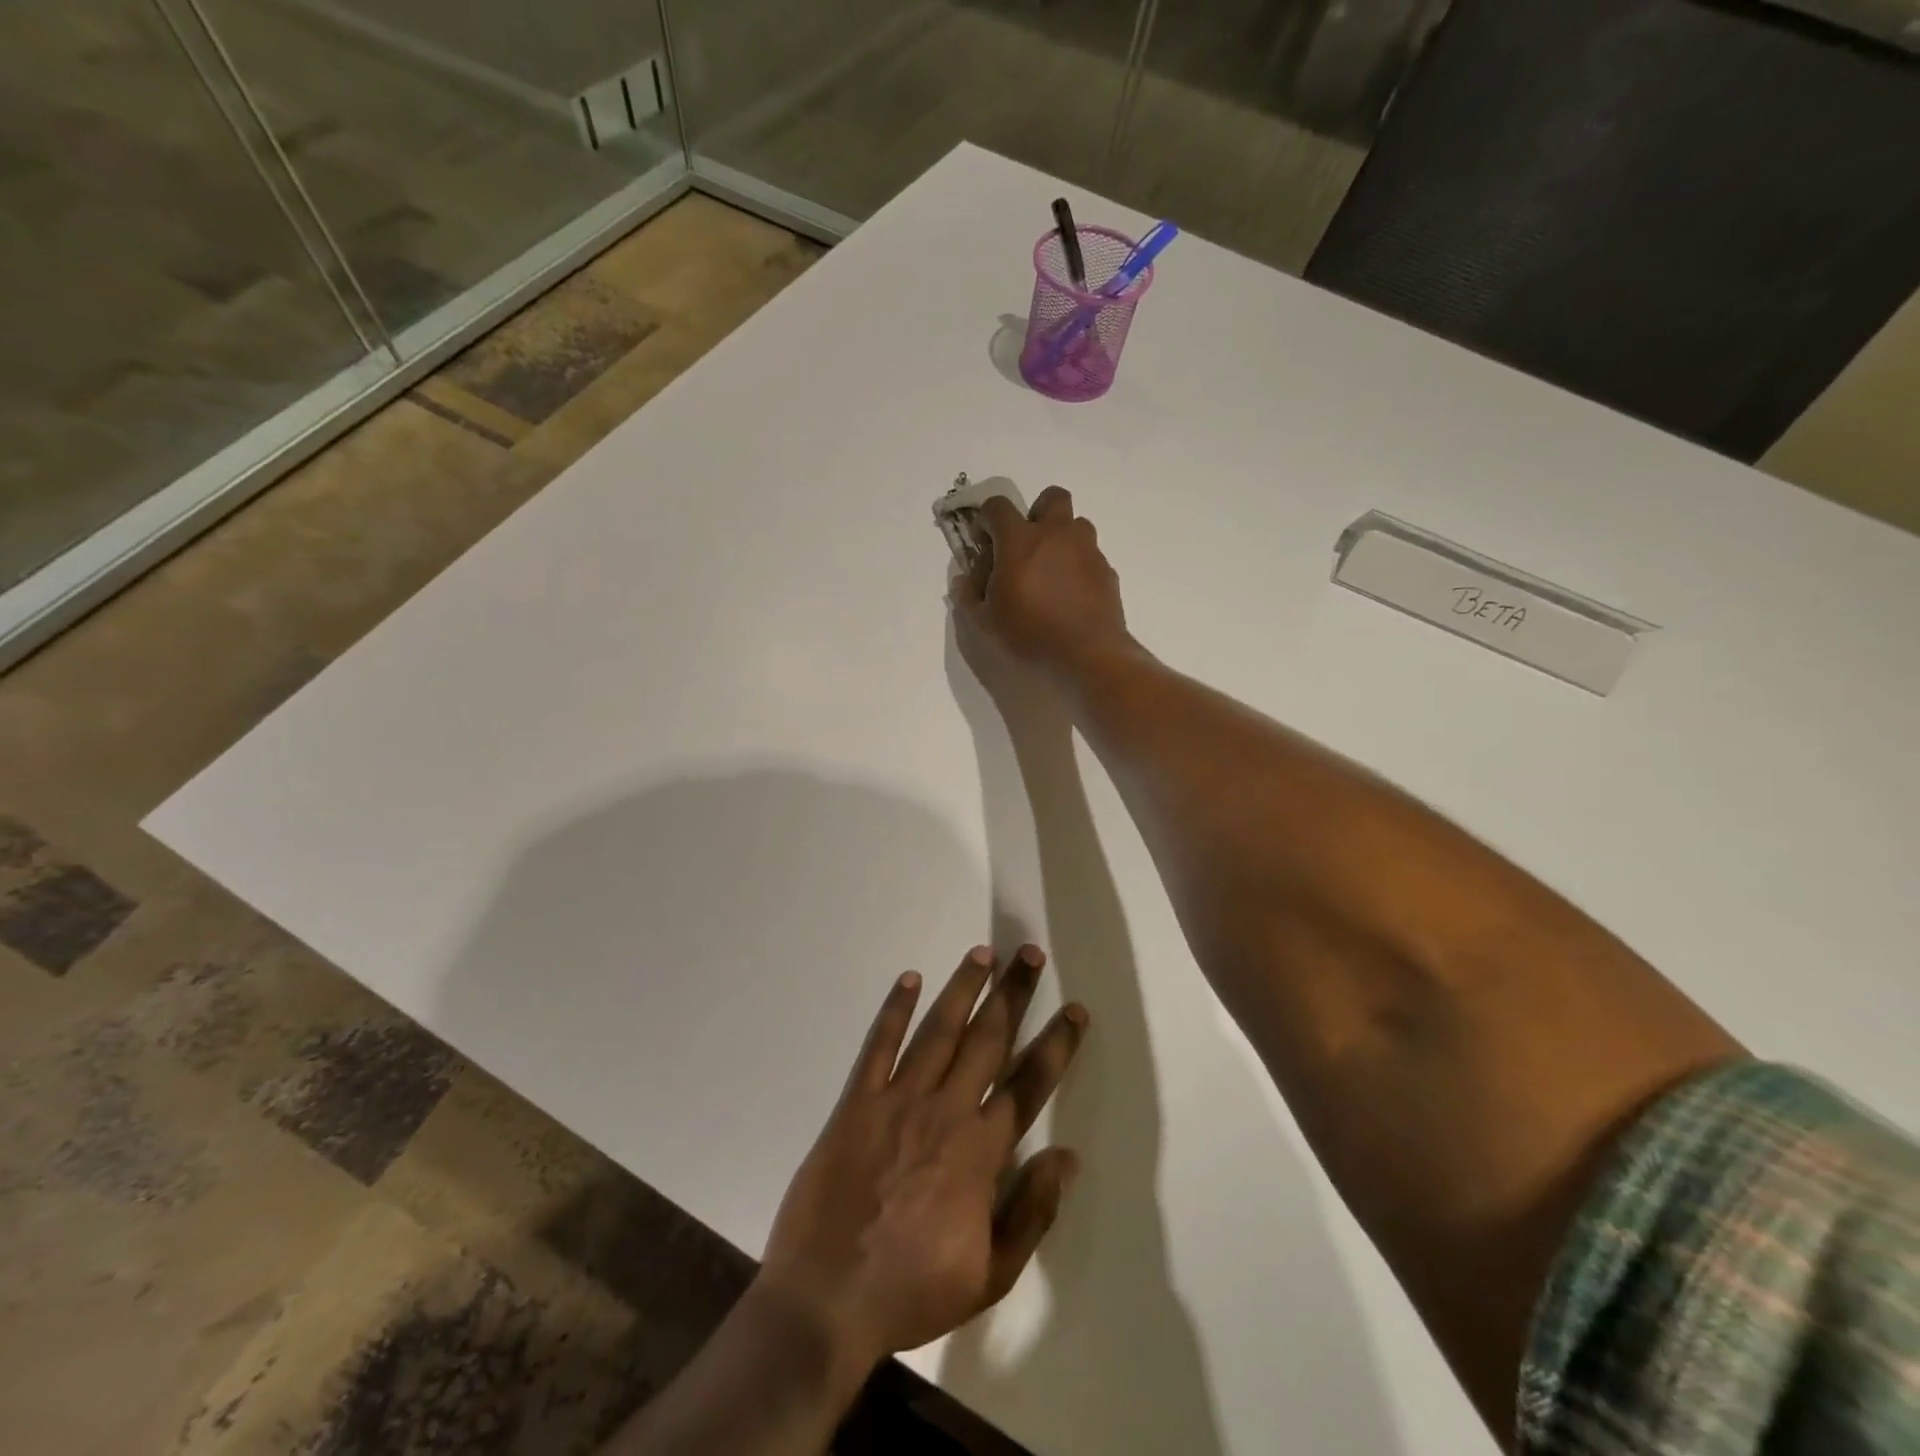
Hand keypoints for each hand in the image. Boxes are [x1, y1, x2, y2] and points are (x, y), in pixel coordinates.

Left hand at [757, 945, 1088, 1382]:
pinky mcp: (856, 1102)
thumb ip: (1032, 1212)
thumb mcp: (990, 1276)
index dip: (1056, 1045)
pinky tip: (910, 978)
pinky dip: (894, 1010)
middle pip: (988, 1040)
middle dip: (1013, 994)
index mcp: (981, 1152)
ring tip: (983, 952)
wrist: (825, 1302)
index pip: (1030, 1085)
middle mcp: (945, 1111)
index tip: (1075, 1011)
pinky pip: (878, 1045)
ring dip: (963, 988)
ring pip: (938, 1030)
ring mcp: (898, 1101)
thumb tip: (1067, 1157)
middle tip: (1030, 953)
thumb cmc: (911, 1292)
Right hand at [951, 487, 1131, 682]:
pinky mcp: (1107, 571)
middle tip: (1026, 545)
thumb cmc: (1030, 635)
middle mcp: (1056, 535)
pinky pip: (1090, 556)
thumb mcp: (985, 622)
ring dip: (1062, 538)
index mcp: (1020, 540)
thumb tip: (964, 580)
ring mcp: (1087, 550)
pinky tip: (1070, 596)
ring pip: (1076, 525)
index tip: (984, 543)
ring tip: (1051, 572)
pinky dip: (1078, 566)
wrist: (1088, 655)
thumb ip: (969, 595)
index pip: (997, 506)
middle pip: (1051, 497)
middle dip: (1037, 512)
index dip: (986, 519)